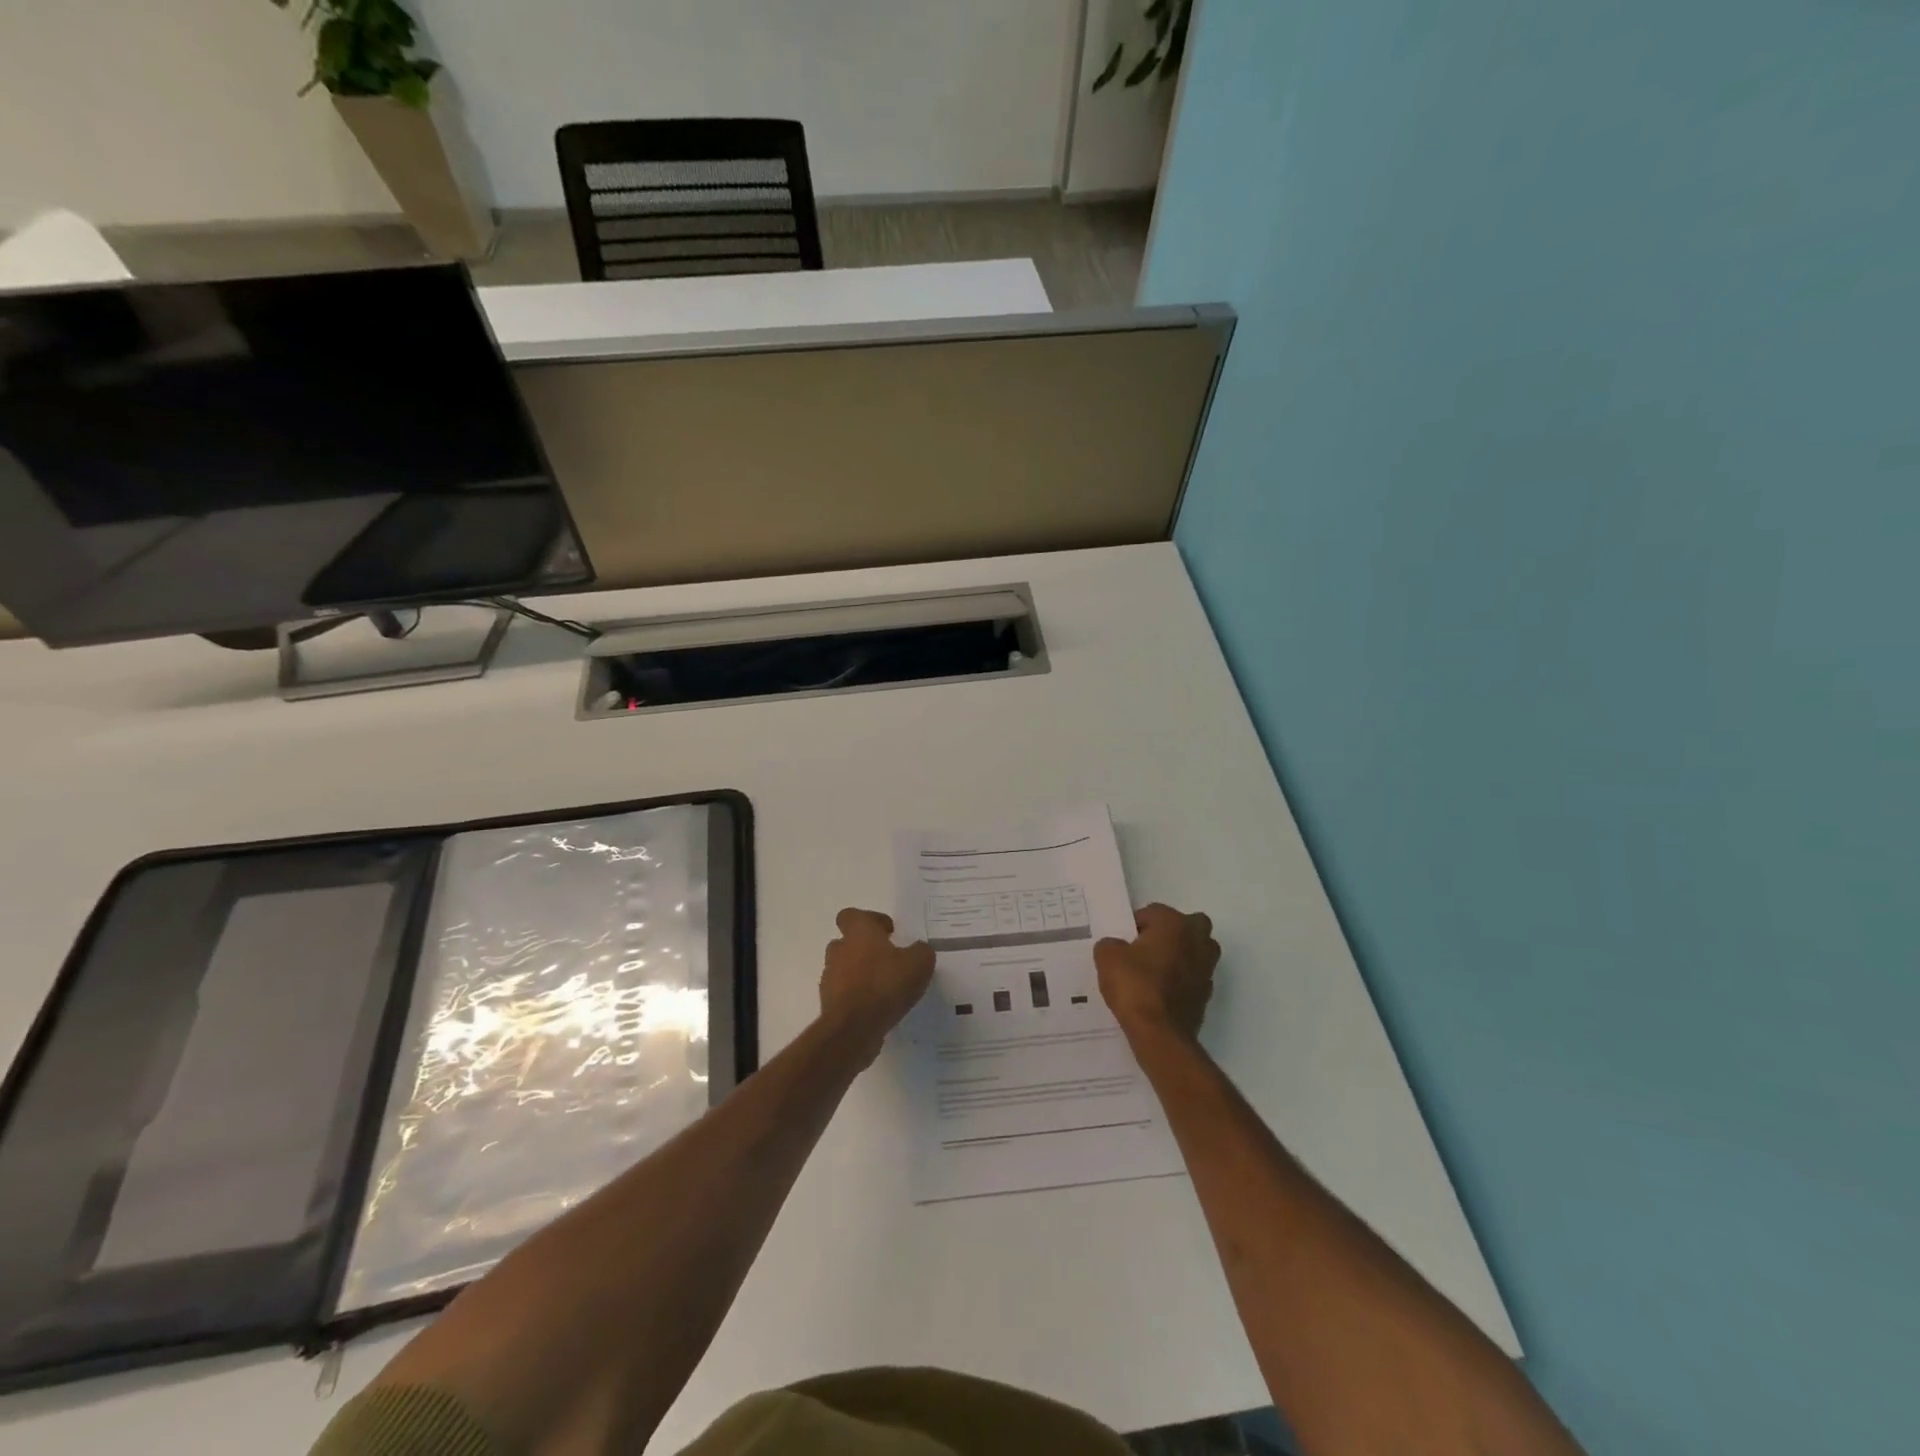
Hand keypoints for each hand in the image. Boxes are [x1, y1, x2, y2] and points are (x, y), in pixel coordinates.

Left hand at [819, 908, 934, 1058]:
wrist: (853, 1029)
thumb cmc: (885, 985)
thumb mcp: (919, 963)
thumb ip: (921, 951)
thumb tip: (918, 950)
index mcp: (858, 932)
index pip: (852, 915)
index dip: (870, 921)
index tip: (889, 933)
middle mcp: (839, 950)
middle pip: (848, 943)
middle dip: (867, 950)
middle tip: (890, 961)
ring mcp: (830, 978)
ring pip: (845, 969)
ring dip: (862, 975)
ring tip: (887, 989)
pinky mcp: (829, 1004)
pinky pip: (846, 995)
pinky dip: (858, 998)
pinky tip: (879, 1009)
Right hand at [1095, 904, 1218, 1041]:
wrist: (1159, 1033)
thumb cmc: (1134, 985)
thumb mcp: (1107, 957)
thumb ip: (1110, 944)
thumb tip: (1117, 947)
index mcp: (1175, 924)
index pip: (1153, 912)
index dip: (1135, 926)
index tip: (1123, 943)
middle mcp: (1197, 940)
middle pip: (1187, 926)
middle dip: (1169, 934)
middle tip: (1146, 949)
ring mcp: (1207, 968)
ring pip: (1195, 951)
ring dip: (1180, 956)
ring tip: (1154, 971)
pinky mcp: (1207, 994)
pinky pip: (1193, 977)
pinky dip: (1182, 981)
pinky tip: (1161, 993)